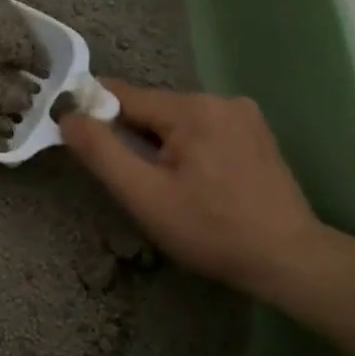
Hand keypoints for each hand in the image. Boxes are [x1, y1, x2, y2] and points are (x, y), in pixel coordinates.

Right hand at [59, 82, 328, 296]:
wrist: (287, 259)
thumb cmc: (209, 230)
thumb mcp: (143, 195)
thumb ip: (101, 151)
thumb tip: (67, 114)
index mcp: (193, 108)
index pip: (123, 95)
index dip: (94, 115)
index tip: (78, 141)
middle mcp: (221, 99)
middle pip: (151, 109)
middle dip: (131, 138)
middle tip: (128, 182)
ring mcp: (244, 115)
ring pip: (176, 122)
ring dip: (158, 146)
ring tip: (162, 188)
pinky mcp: (256, 135)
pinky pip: (202, 132)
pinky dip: (185, 150)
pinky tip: (192, 184)